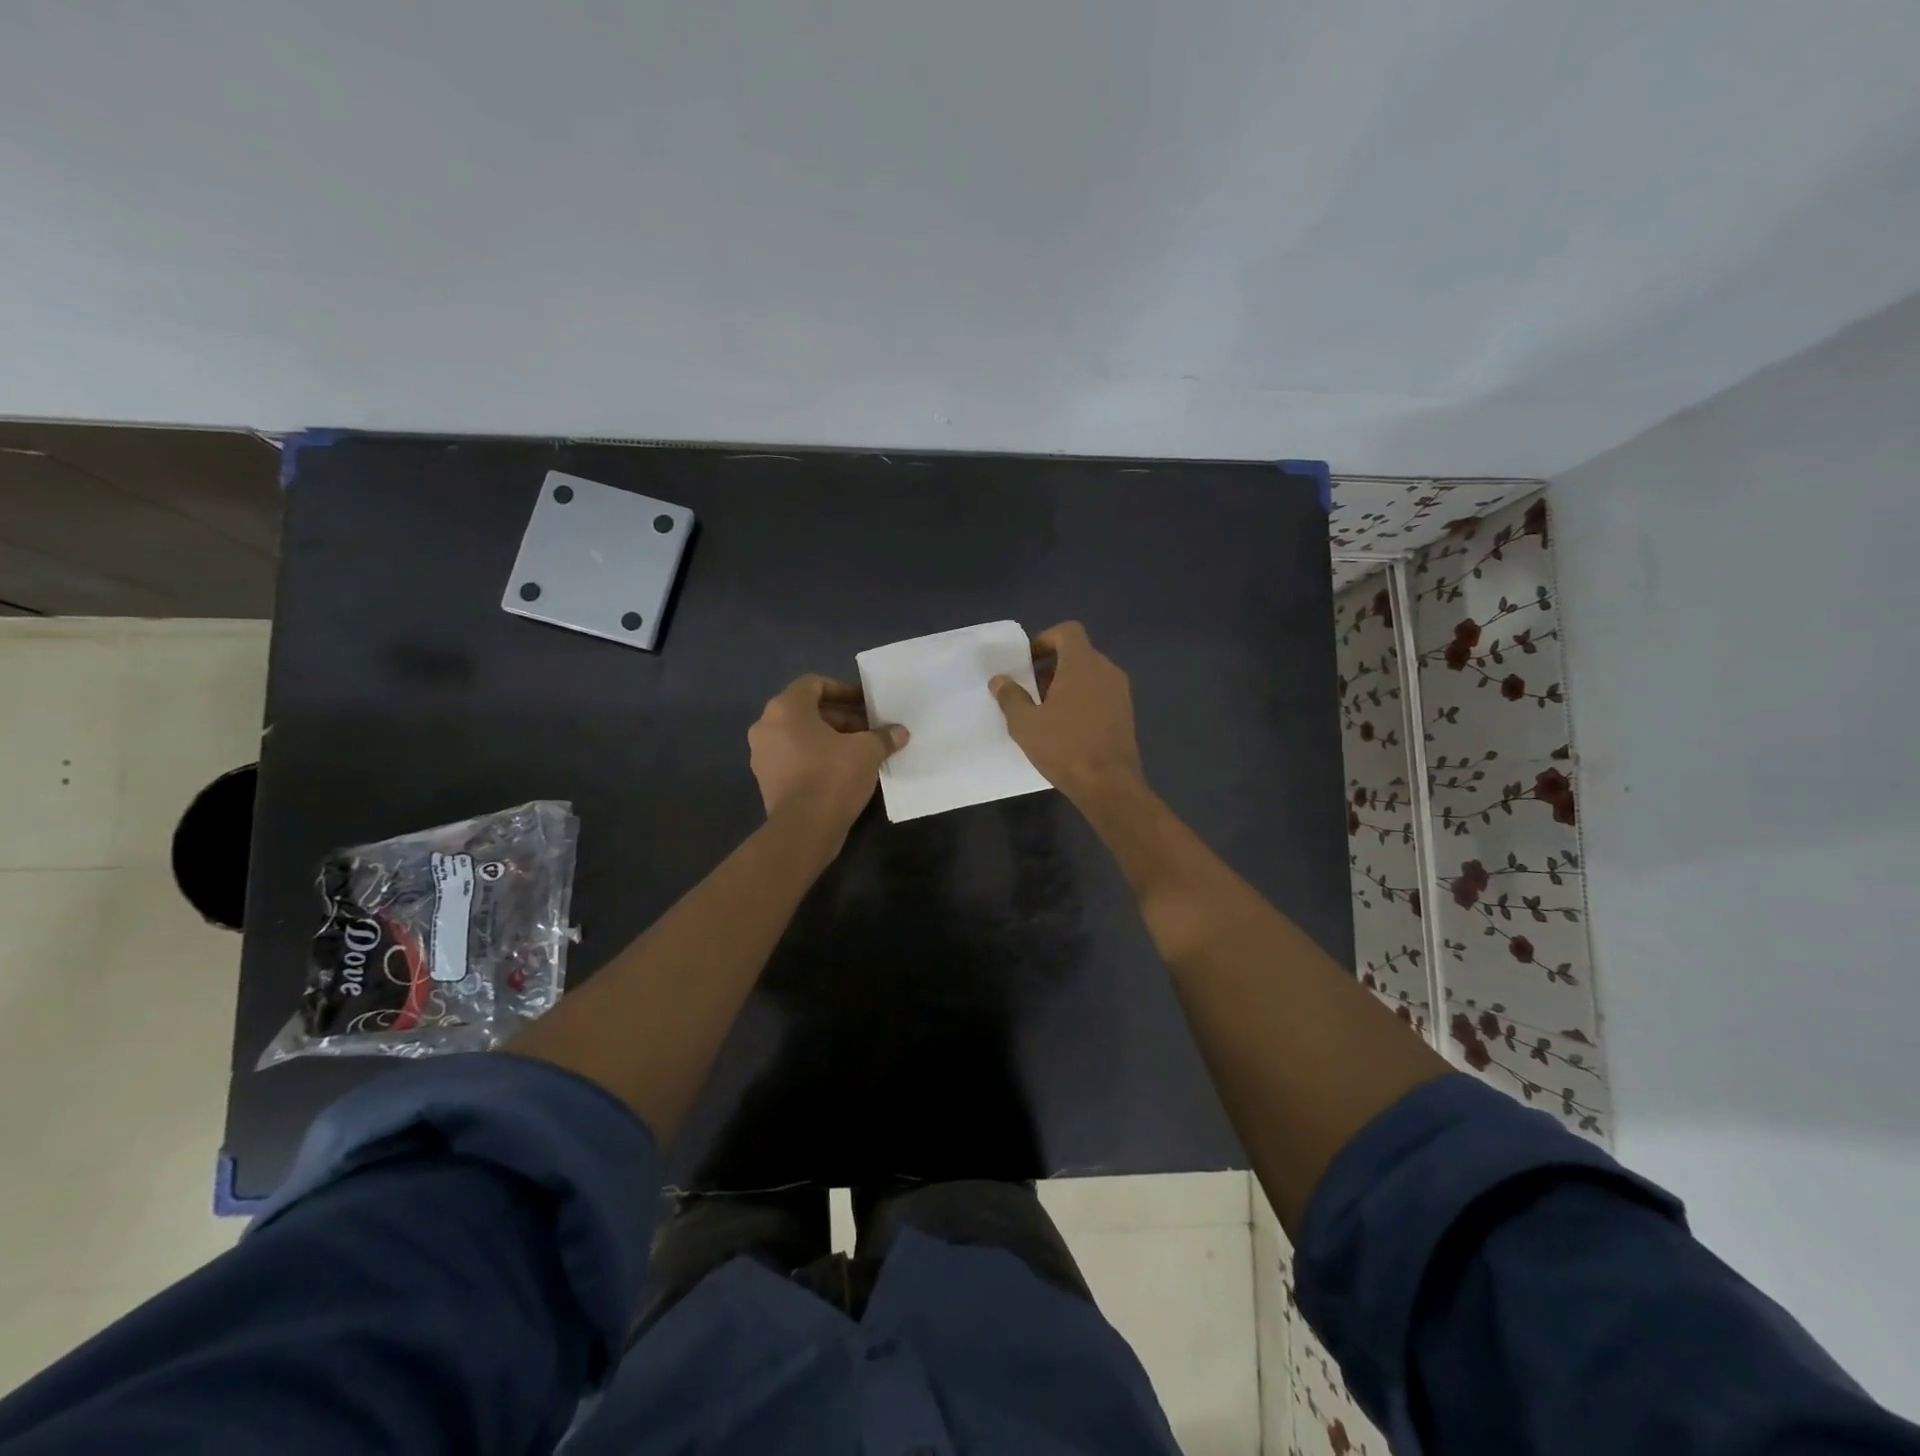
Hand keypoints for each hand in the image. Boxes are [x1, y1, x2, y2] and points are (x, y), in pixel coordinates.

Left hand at [748, 675, 907, 832]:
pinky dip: (817, 757)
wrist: (804, 829)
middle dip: (841, 717)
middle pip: (807, 711)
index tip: (866, 704)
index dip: (843, 690)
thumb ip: (883, 736)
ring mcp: (763, 755)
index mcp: (785, 709)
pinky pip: (795, 757)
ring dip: (830, 738)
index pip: (814, 684)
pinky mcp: (767, 781)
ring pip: (800, 735)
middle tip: (869, 729)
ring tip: (860, 751)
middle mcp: (767, 726)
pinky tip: (844, 771)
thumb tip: (899, 732)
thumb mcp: (867, 751)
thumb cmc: (833, 776)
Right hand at [989, 622, 1144, 804]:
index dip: (1045, 640)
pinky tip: (1067, 728)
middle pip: (1078, 653)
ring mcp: (1120, 693)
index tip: (1027, 662)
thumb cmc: (1064, 747)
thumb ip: (1010, 697)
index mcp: (1083, 664)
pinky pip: (1101, 694)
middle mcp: (1106, 670)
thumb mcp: (1025, 724)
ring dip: (1067, 685)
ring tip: (1046, 712)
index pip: (1068, 631)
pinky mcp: (1126, 714)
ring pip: (1090, 675)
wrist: (1109, 784)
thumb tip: (999, 680)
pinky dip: (1083, 700)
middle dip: (1052, 666)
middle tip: (1030, 690)